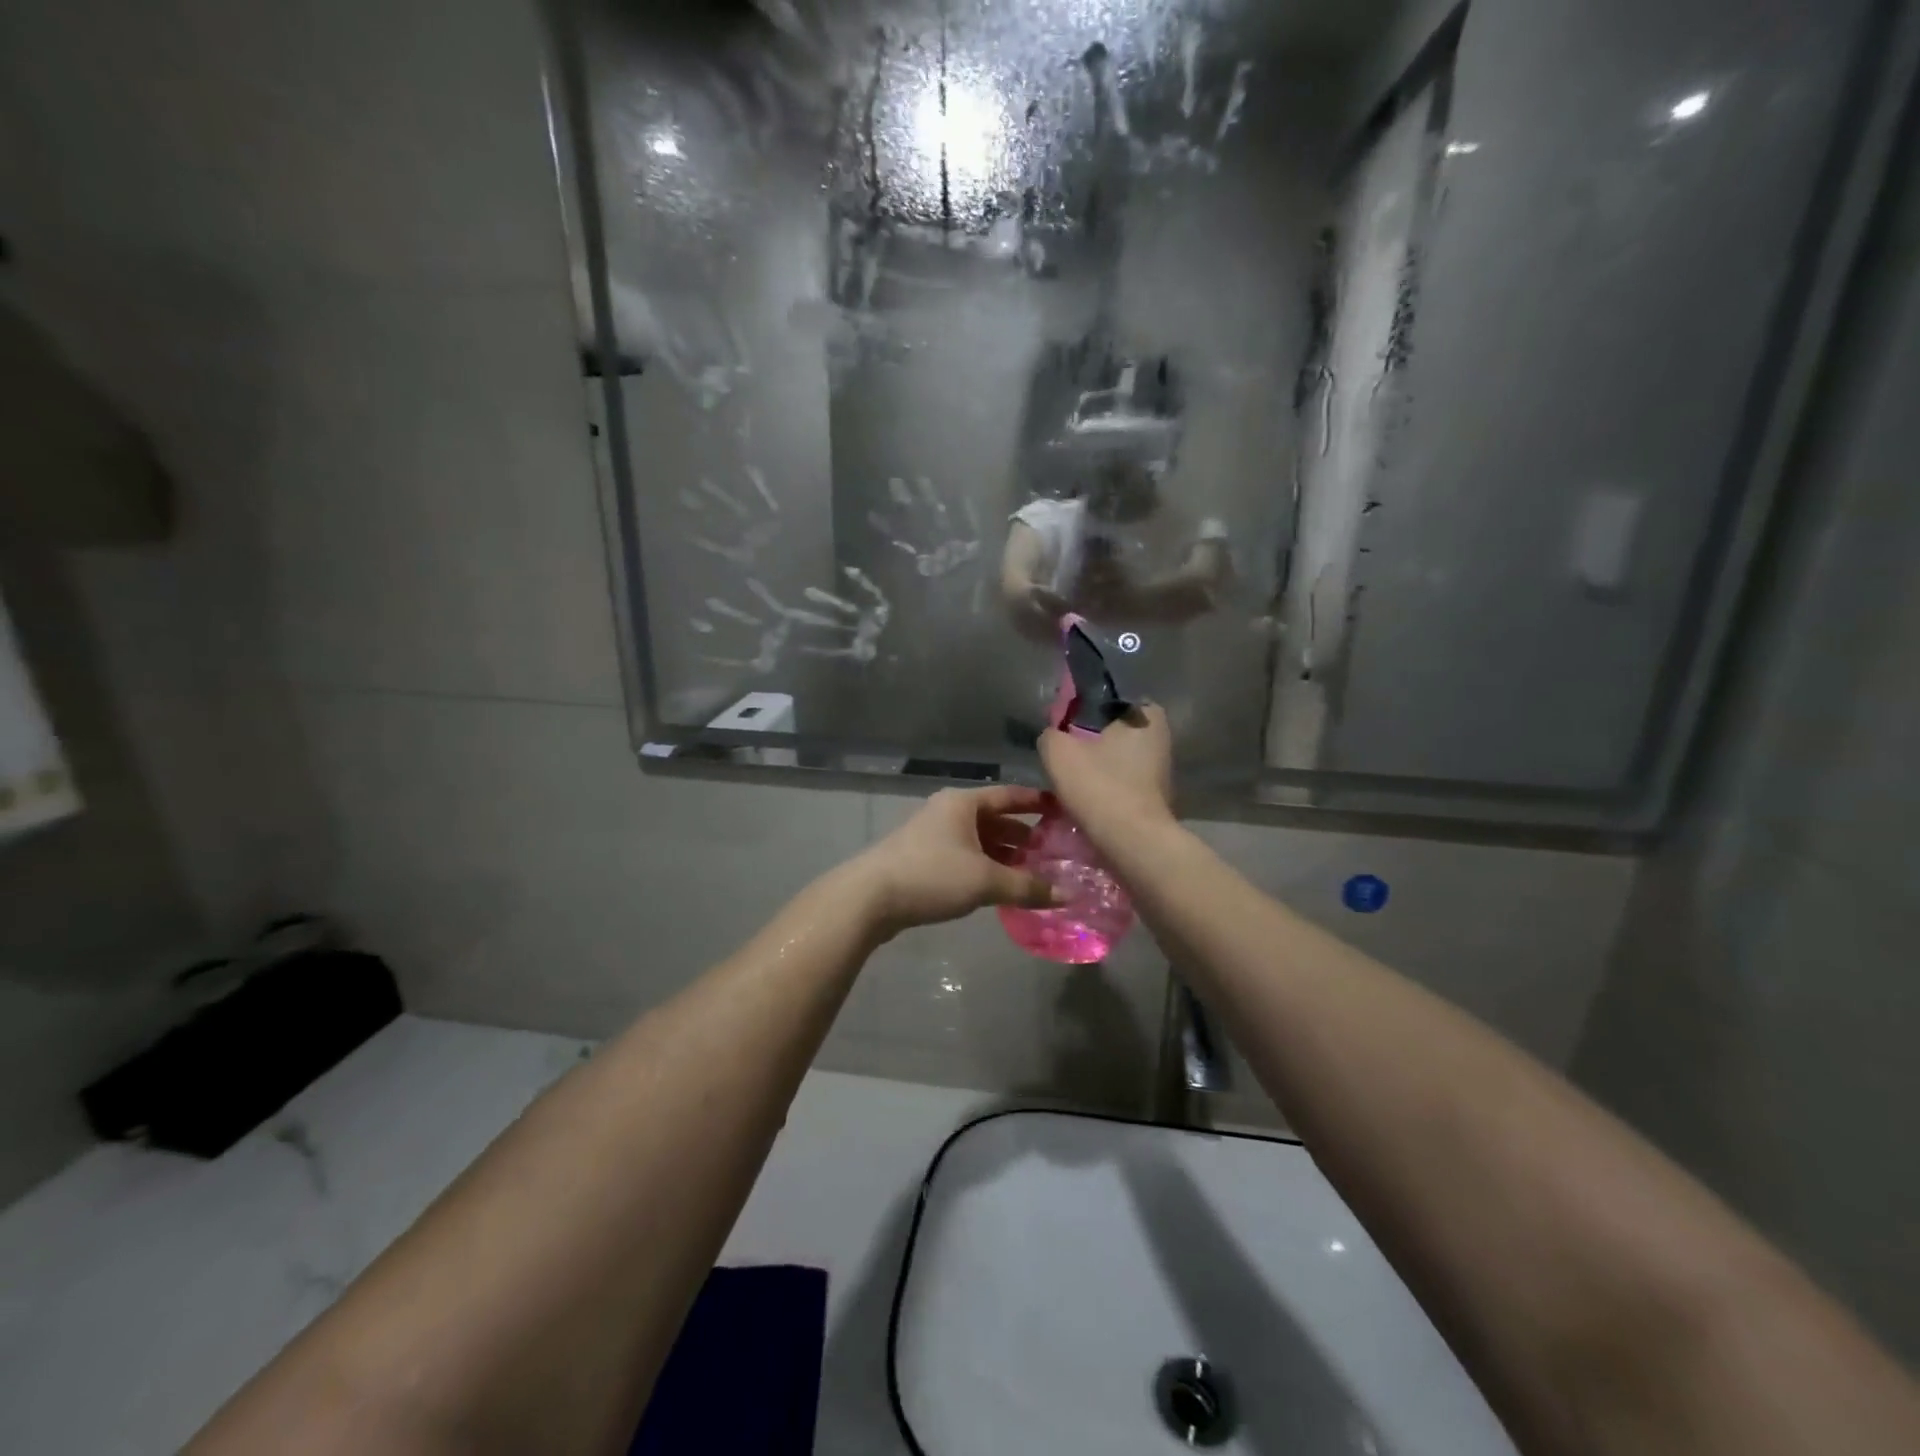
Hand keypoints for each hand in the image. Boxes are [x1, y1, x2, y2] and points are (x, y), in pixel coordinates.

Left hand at [855, 786, 1059, 936]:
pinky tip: (999, 887)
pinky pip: (964, 857)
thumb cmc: (932, 875)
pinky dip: (985, 867)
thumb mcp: (985, 880)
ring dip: (1004, 855)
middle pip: (995, 819)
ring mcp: (932, 835)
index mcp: (963, 803)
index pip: (1009, 795)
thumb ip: (1026, 886)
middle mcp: (948, 812)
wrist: (869, 898)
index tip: (1063, 810)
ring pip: (979, 841)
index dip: (1037, 802)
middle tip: (1054, 853)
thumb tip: (1065, 895)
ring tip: (1033, 874)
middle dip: (1024, 836)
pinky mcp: (922, 859)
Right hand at [1039, 704, 1174, 838]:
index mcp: (1145, 714)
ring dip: (1098, 768)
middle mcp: (1161, 738)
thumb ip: (1051, 734)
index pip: (1109, 700)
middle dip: (1091, 742)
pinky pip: (1124, 784)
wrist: (1131, 842)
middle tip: (1064, 755)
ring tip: (1071, 781)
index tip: (1064, 728)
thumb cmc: (1099, 786)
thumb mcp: (1058, 751)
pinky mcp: (1157, 798)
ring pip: (1119, 760)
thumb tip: (1054, 737)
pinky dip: (1107, 789)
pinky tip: (1087, 800)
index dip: (1083, 711)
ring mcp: (1162, 770)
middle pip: (1114, 732)